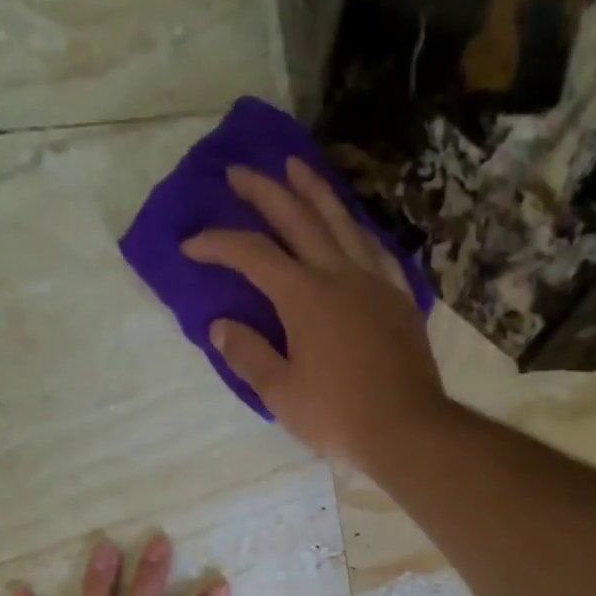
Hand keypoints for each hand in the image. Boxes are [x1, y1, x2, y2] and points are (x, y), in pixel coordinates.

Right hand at [182, 158, 448, 463]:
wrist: (405, 428)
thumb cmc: (337, 415)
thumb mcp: (281, 394)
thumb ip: (248, 356)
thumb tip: (220, 326)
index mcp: (304, 296)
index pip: (252, 255)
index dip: (217, 244)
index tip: (190, 245)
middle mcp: (339, 274)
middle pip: (297, 218)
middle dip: (263, 191)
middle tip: (238, 171)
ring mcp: (374, 281)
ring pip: (341, 220)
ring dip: (314, 190)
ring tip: (295, 167)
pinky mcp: (398, 297)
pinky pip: (375, 248)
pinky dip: (356, 229)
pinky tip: (351, 226)